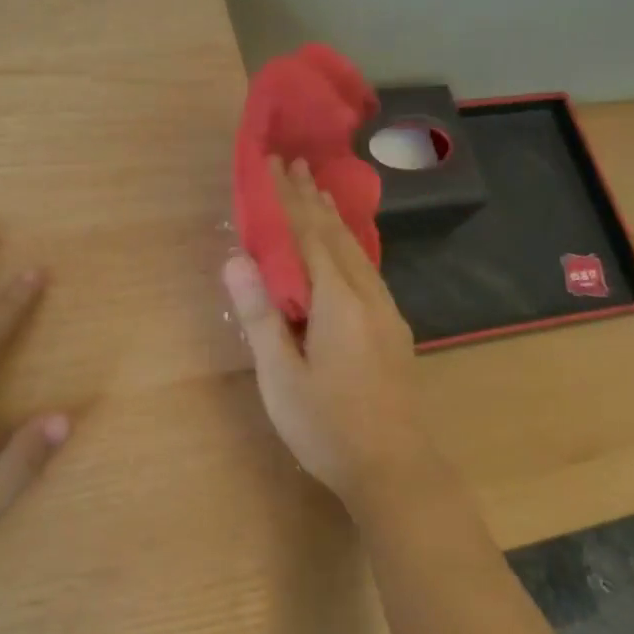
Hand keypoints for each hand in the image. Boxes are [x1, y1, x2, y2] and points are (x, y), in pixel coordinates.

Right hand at [223, 158, 436, 511]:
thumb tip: (236, 258)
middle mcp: (367, 296)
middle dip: (312, 199)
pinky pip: (366, 270)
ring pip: (356, 252)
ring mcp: (386, 313)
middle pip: (335, 235)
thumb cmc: (328, 427)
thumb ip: (260, 314)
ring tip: (318, 193)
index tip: (273, 164)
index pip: (308, 235)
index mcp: (337, 301)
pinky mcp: (392, 330)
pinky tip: (345, 251)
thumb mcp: (281, 375)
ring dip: (333, 219)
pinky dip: (348, 246)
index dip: (288, 198)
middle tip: (294, 164)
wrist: (396, 470)